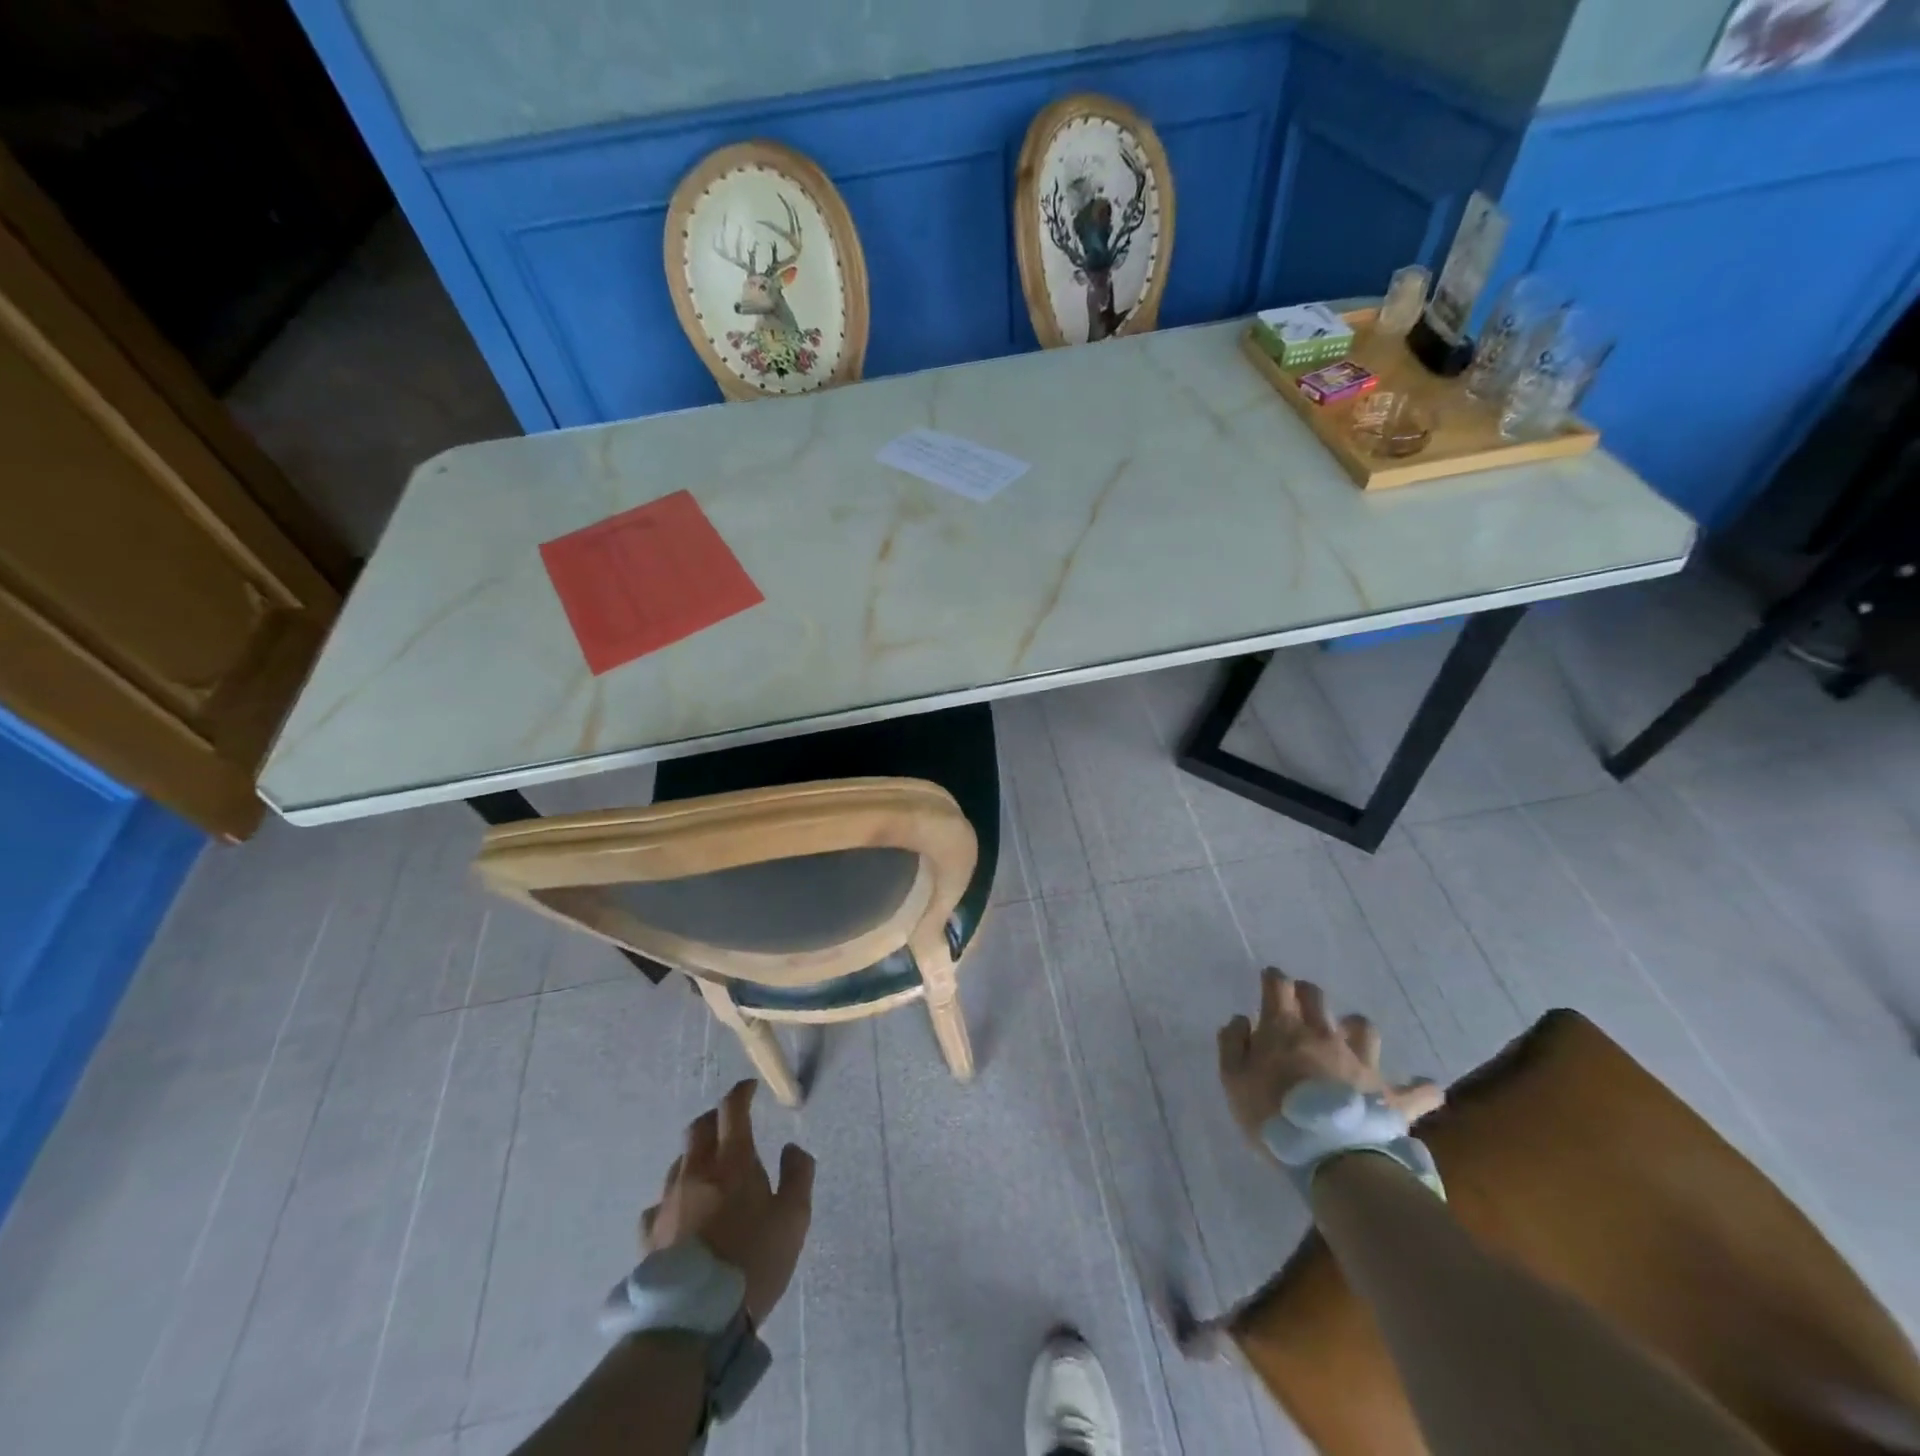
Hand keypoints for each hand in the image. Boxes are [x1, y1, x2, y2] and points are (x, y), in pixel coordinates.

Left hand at [641, 1079, 814, 1325]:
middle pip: (698, 1129)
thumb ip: (798, 1175)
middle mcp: (696, 1173)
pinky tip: (682, 1212)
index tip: (750, 1088)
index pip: (732, 1110)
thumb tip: (791, 1148)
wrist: (694, 1321)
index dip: (741, 1093)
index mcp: (732, 1162)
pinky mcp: (649, 1236)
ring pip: (679, 1162)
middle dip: (715, 1118)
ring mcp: (668, 1203)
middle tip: (730, 1122)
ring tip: (709, 1168)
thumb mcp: (793, 1219)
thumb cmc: (752, 1263)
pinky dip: (675, 1196)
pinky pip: (659, 1203)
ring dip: (695, 1155)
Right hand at [1217, 968, 1443, 1149]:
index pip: (1277, 986)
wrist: (1328, 1154)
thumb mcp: (1233, 1080)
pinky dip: (1420, 1089)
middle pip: (1317, 997)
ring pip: (1364, 1028)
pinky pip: (1417, 1090)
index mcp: (1284, 1029)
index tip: (1270, 979)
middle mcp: (1323, 1034)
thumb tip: (1242, 1020)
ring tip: (1351, 1038)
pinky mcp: (1390, 1094)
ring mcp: (1360, 1062)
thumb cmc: (1271, 1114)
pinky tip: (1423, 1089)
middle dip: (1307, 993)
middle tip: (1301, 1002)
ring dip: (1355, 1029)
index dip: (1273, 978)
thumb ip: (1233, 1045)